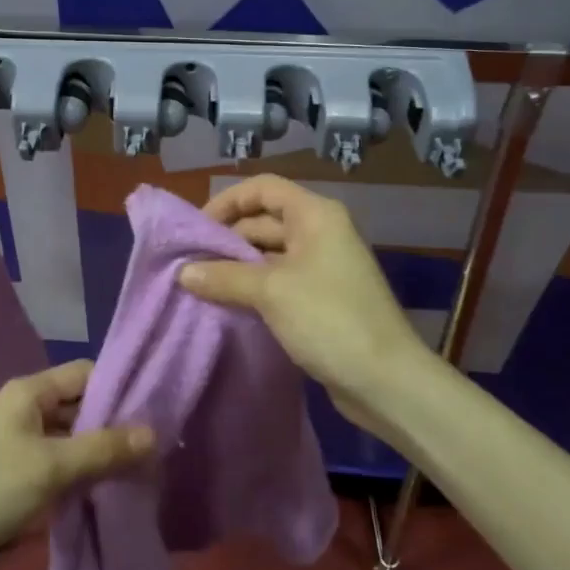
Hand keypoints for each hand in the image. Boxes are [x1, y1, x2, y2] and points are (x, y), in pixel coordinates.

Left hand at [0, 361, 154, 569]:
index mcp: (30, 391)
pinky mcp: (15, 472)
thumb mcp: (52, 467)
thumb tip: (155, 433)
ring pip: (71, 436)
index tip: (155, 413)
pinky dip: (81, 471)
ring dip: (99, 451)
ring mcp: (19, 440)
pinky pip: (59, 461)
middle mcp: (26, 407)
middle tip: (155, 449)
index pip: (86, 373)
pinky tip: (107, 490)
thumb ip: (104, 448)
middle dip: (114, 425)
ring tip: (140, 471)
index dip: (119, 388)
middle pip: (80, 405)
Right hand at [180, 175, 434, 440]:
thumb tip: (183, 272)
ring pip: (269, 254)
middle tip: (190, 262)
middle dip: (227, 238)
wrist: (385, 380)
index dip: (227, 201)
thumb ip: (224, 277)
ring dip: (237, 266)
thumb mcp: (270, 292)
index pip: (263, 188)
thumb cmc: (329, 320)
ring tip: (200, 284)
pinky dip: (253, 287)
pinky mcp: (321, 298)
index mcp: (315, 215)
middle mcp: (320, 232)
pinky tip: (227, 303)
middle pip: (264, 220)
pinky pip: (279, 281)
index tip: (196, 228)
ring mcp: (322, 266)